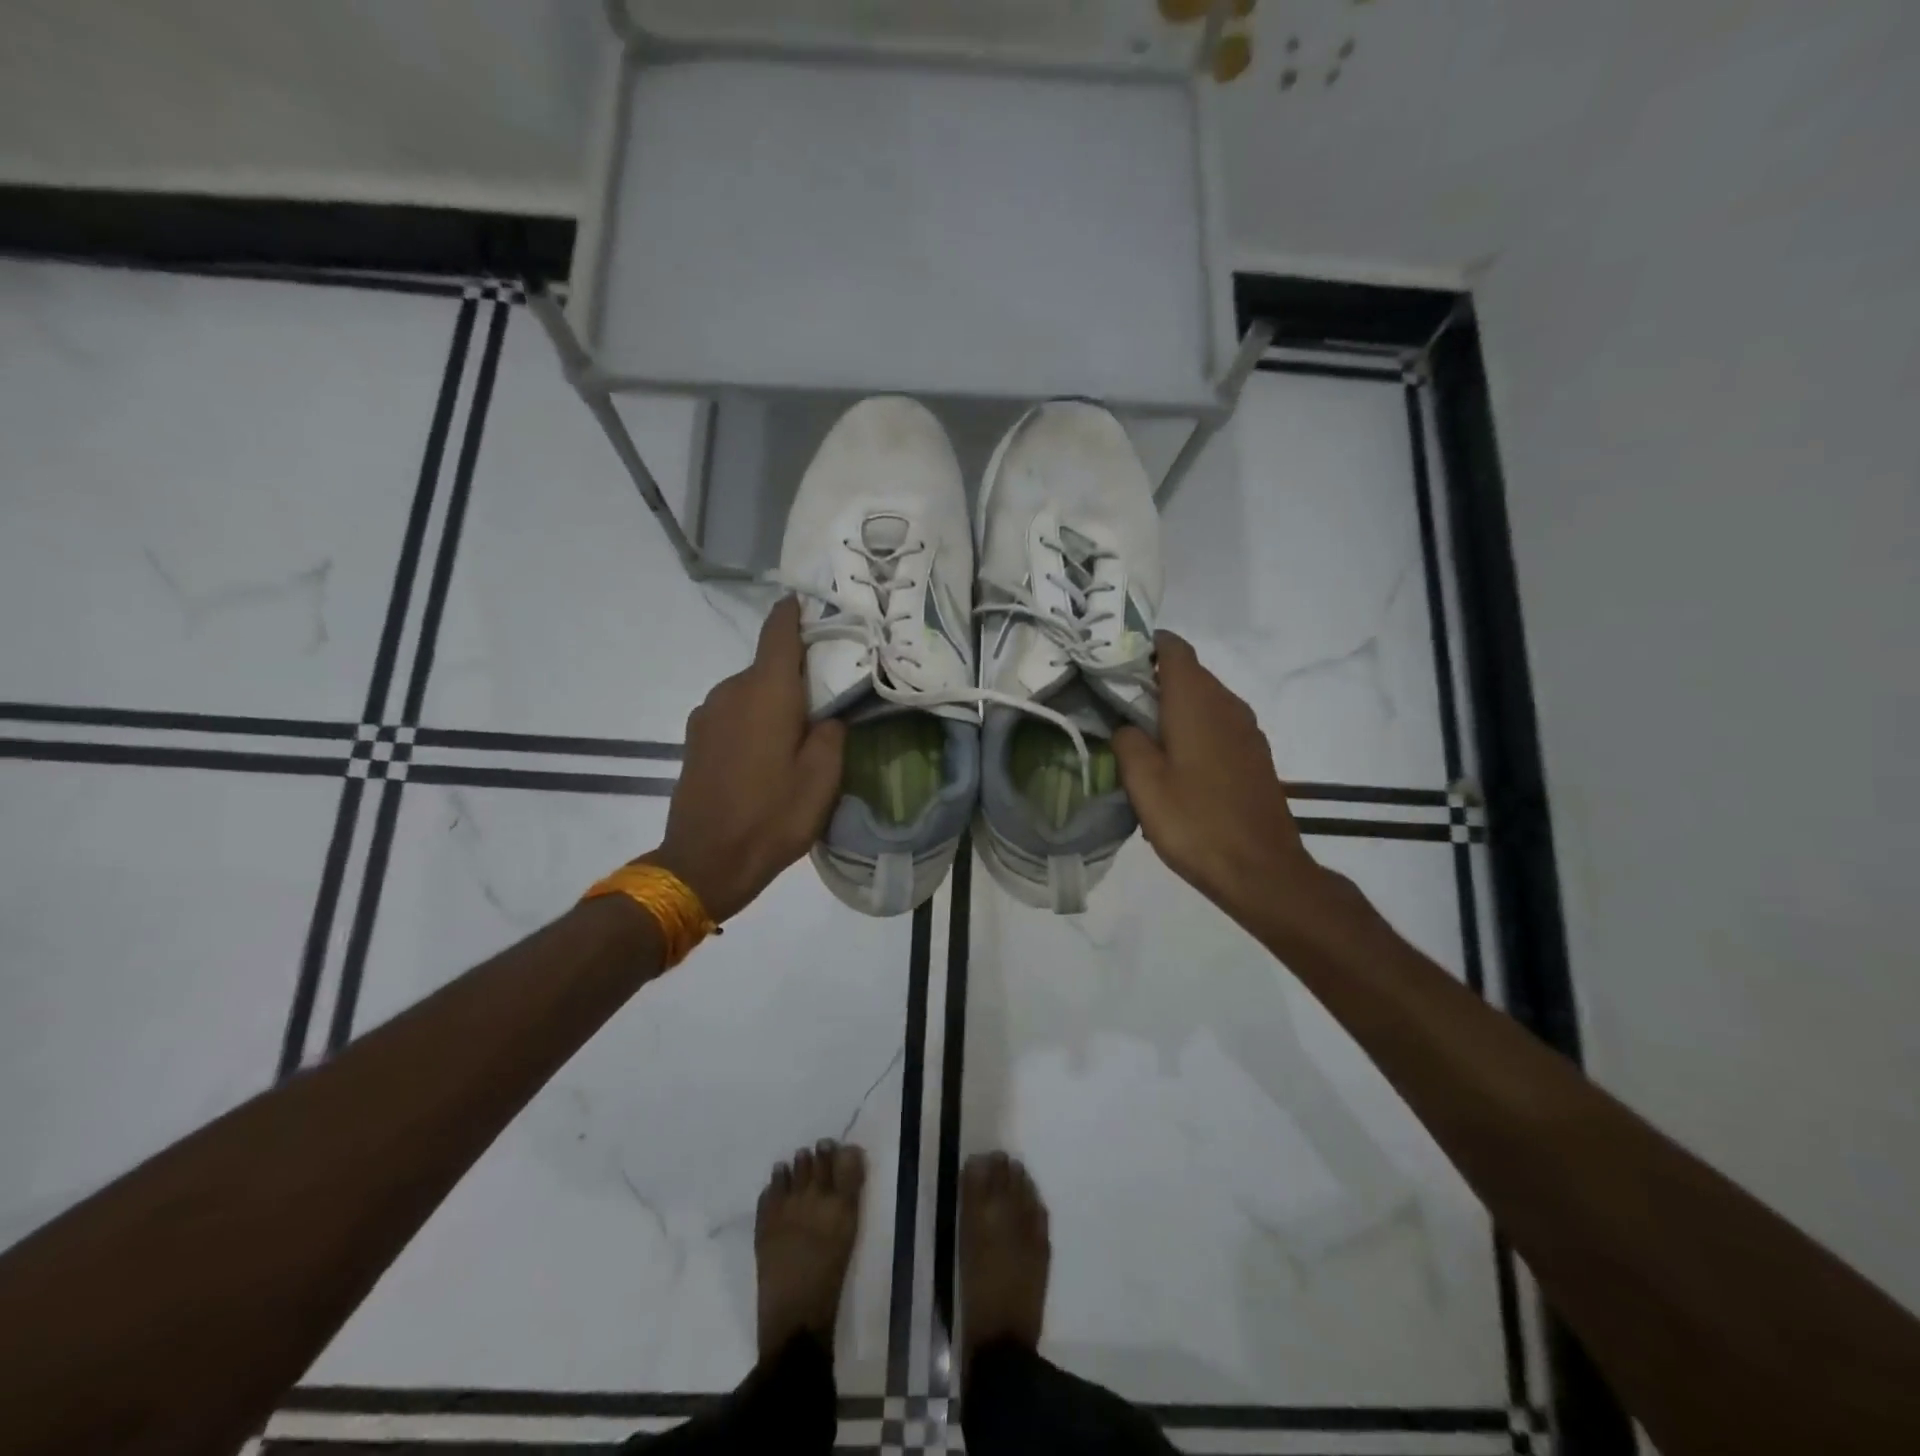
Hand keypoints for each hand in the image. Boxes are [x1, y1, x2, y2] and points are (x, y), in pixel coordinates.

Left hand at [644, 597, 845, 922]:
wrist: (705, 862)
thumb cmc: (772, 817)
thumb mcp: (823, 778)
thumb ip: (832, 732)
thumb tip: (827, 713)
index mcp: (766, 691)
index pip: (779, 631)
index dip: (796, 613)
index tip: (815, 605)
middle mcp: (731, 690)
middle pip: (768, 665)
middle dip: (797, 673)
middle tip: (829, 695)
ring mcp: (707, 714)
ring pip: (750, 691)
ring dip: (775, 701)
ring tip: (799, 734)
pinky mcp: (695, 738)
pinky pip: (733, 713)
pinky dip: (754, 719)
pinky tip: (767, 754)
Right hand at [1112, 632, 1323, 923]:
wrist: (1261, 870)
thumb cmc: (1195, 822)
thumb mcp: (1144, 783)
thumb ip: (1127, 741)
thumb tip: (1126, 726)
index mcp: (1197, 701)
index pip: (1173, 648)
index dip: (1144, 646)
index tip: (1114, 662)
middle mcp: (1227, 704)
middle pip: (1188, 673)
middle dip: (1152, 680)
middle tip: (1115, 704)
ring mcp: (1247, 730)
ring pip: (1204, 701)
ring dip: (1173, 708)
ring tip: (1142, 737)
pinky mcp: (1255, 755)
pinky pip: (1218, 725)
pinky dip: (1194, 730)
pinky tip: (1176, 764)